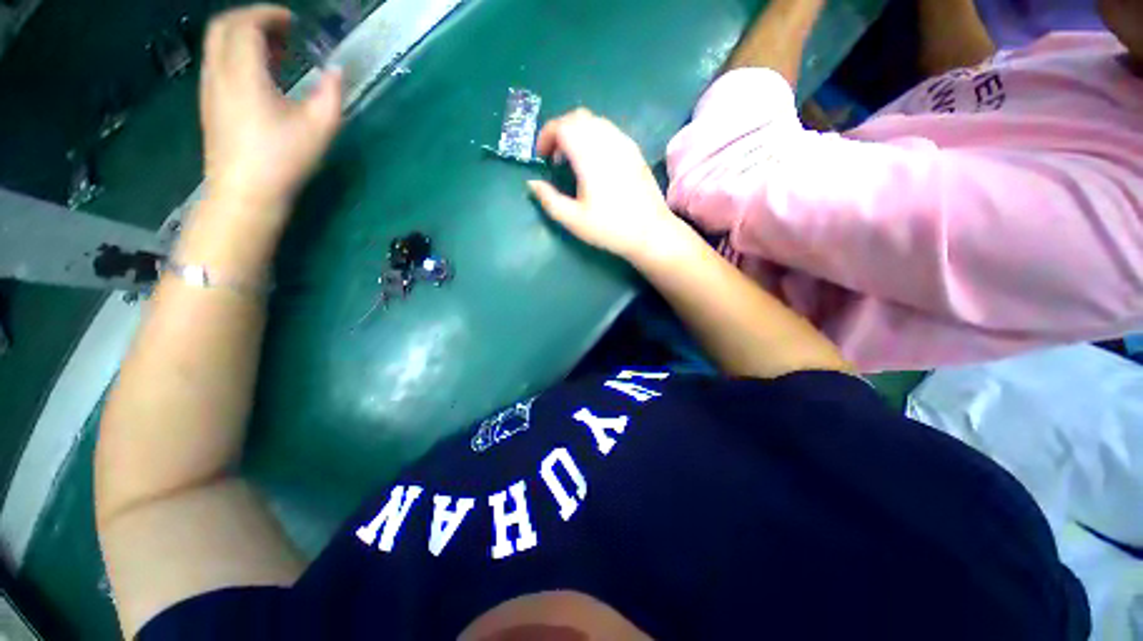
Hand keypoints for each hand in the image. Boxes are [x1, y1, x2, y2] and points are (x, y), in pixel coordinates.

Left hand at [200, 5, 342, 215]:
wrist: (244, 192)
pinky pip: (216, 62)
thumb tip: (336, 71)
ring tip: (274, 50)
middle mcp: (219, 72)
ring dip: (242, 36)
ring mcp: (209, 88)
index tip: (293, 21)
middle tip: (282, 29)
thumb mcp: (320, 128)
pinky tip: (258, 73)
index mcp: (244, 73)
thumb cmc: (283, 159)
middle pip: (223, 26)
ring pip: (216, 43)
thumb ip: (331, 93)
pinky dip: (235, 54)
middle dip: (251, 18)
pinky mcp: (209, 103)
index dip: (269, 14)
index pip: (246, 24)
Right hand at [527, 109, 689, 262]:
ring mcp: (624, 143)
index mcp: (590, 156)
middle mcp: (607, 141)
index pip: (563, 126)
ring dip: (577, 132)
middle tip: (554, 157)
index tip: (541, 156)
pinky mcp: (635, 151)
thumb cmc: (610, 228)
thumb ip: (549, 199)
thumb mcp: (574, 220)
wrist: (651, 232)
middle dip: (560, 131)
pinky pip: (609, 130)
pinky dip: (594, 136)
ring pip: (595, 121)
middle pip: (578, 117)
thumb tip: (532, 184)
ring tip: (573, 160)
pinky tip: (594, 161)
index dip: (546, 135)